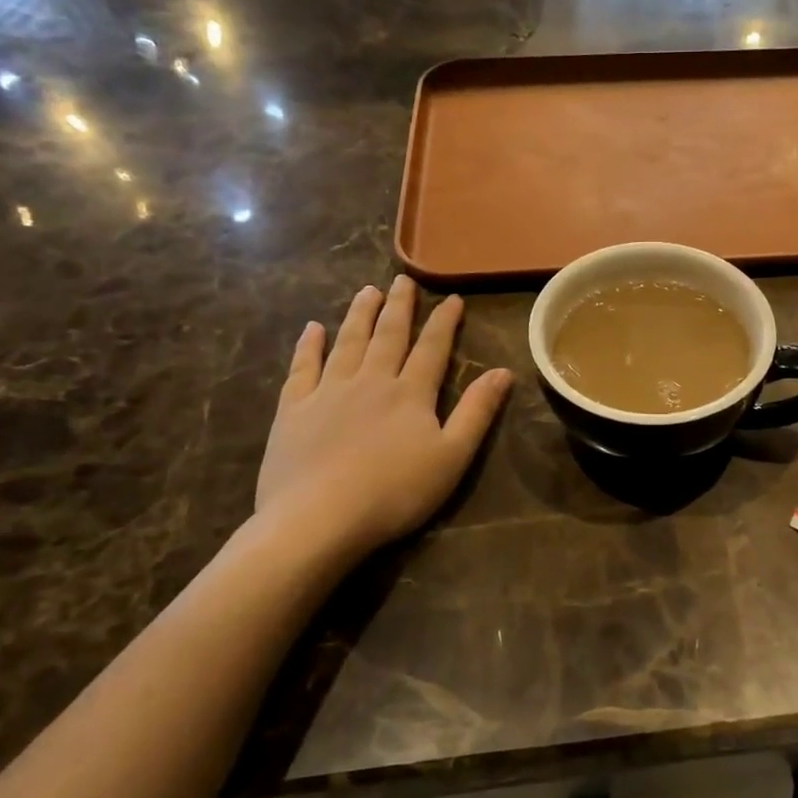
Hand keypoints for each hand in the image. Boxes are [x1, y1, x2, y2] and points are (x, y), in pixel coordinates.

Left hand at [253, 277, 510, 575]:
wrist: (318, 518)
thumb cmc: (394, 492)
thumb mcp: (452, 456)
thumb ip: (477, 411)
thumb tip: (504, 372)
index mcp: (411, 393)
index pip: (432, 348)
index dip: (444, 322)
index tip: (452, 298)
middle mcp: (371, 381)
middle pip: (388, 335)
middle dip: (399, 306)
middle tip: (403, 279)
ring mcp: (328, 392)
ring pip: (348, 343)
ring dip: (359, 315)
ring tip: (366, 291)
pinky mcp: (293, 410)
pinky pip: (302, 367)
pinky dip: (309, 345)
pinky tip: (312, 328)